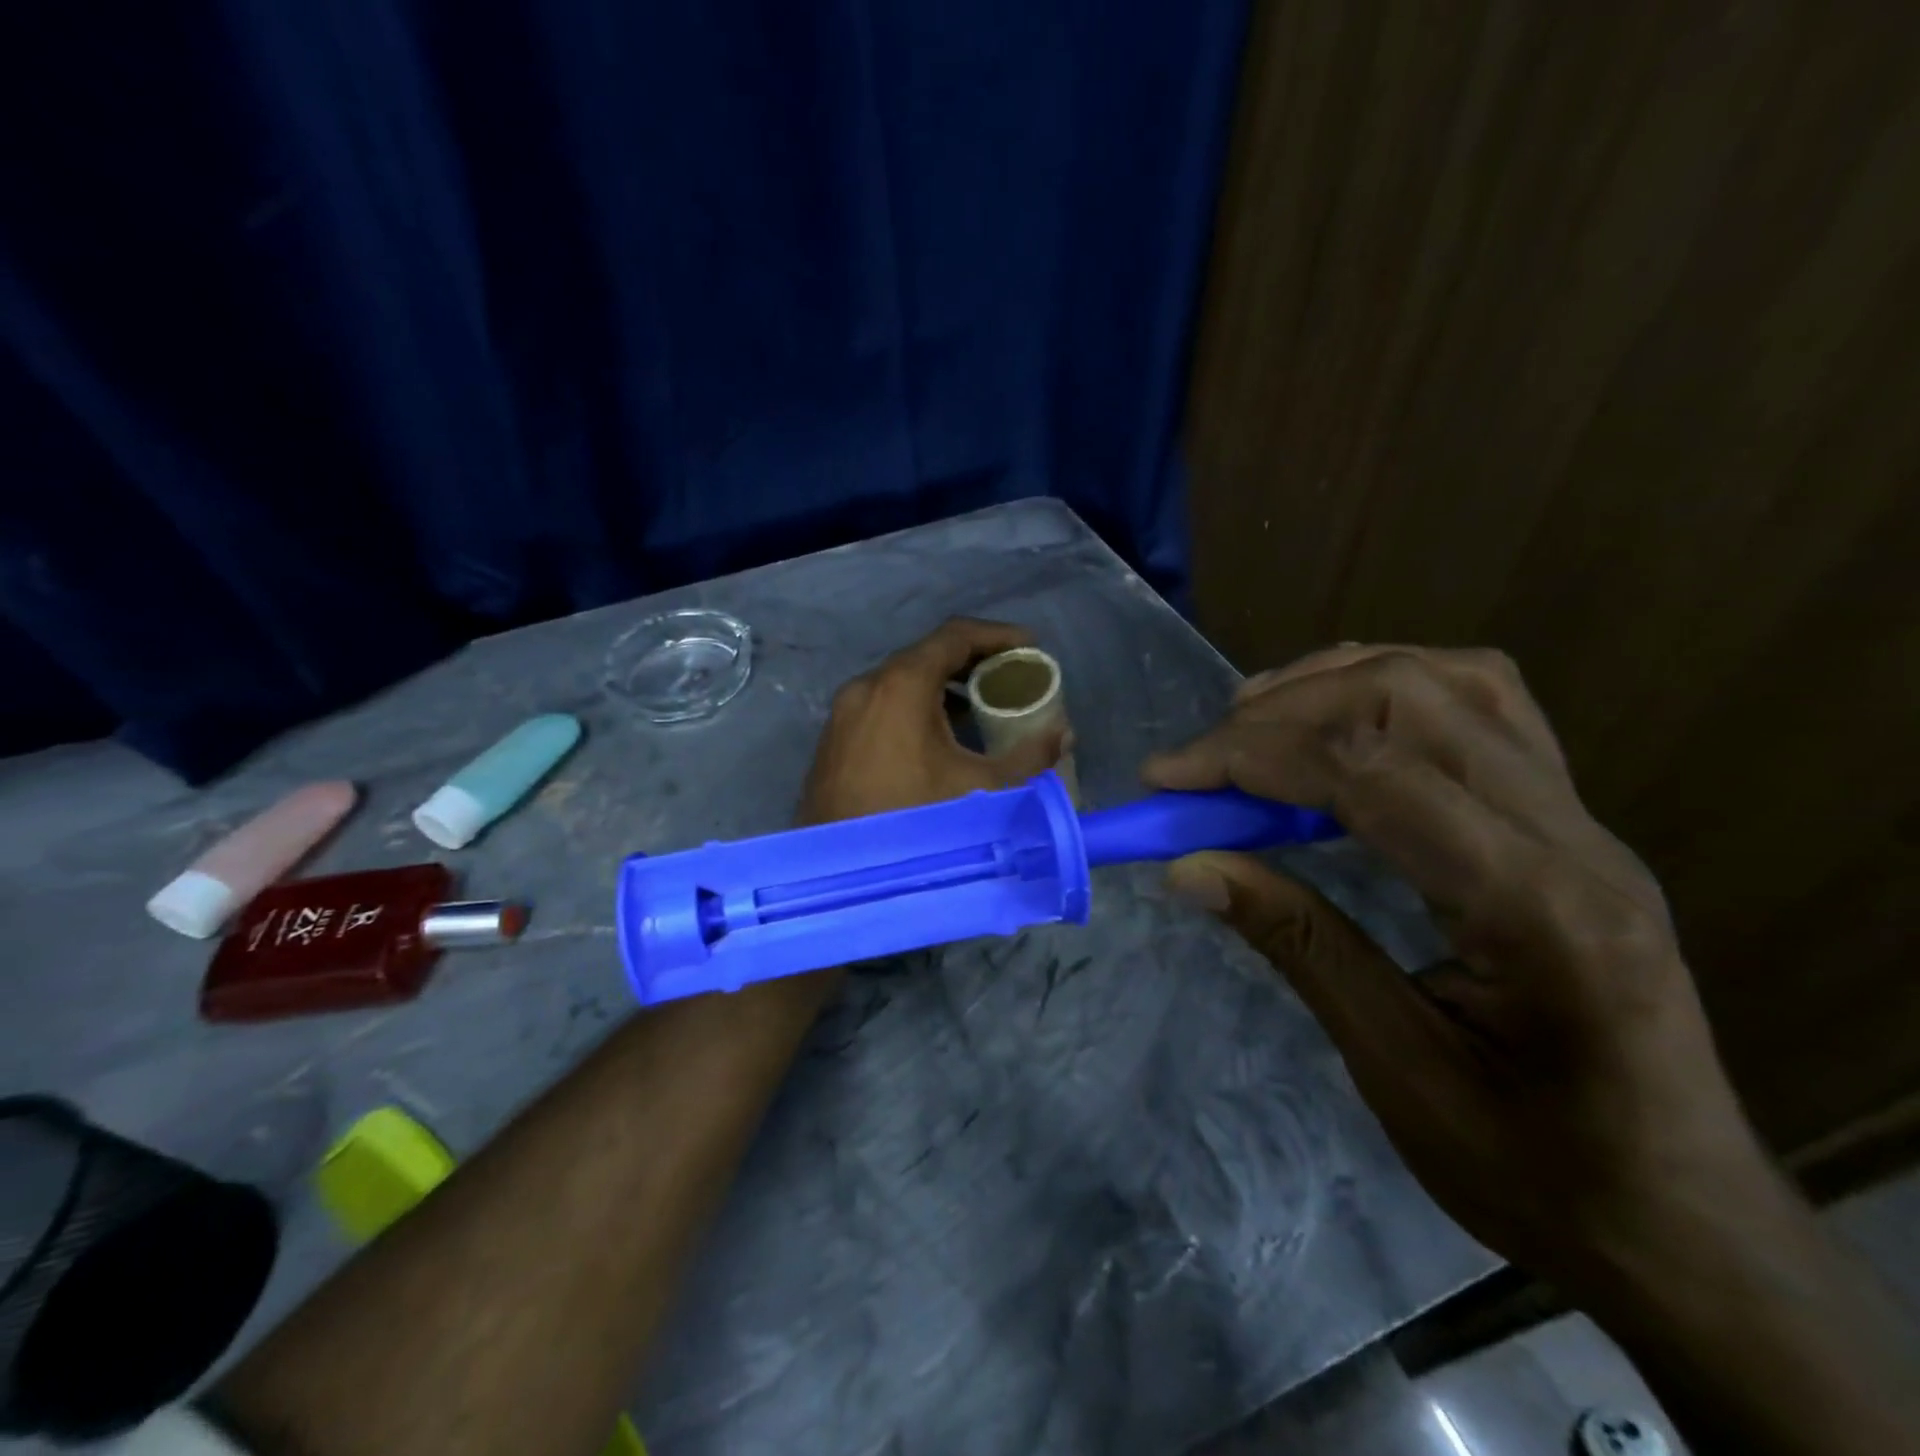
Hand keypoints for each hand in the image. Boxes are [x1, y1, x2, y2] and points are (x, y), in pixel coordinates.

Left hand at [799, 618, 1067, 825]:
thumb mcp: (982, 789)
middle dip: (973, 661)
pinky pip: (882, 705)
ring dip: (943, 687)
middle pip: (927, 655)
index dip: (998, 635)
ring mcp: (844, 713)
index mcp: (901, 685)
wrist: (840, 876)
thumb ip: (1028, 758)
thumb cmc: (915, 820)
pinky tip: (939, 738)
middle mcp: (866, 687)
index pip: (955, 636)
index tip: (1031, 648)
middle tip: (1010, 677)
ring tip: (980, 708)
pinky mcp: (834, 740)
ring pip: (901, 682)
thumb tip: (1063, 735)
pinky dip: (915, 707)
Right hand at [1144, 646, 1765, 1292]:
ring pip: (1453, 681)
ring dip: (1335, 683)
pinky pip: (1480, 706)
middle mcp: (1572, 836)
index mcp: (1537, 907)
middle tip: (1202, 761)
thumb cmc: (1535, 1168)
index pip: (1372, 770)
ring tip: (1255, 722)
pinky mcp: (1569, 820)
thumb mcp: (1396, 1068)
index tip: (1166, 777)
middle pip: (1411, 699)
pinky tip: (1338, 727)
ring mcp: (1582, 819)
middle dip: (1282, 712)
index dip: (1253, 756)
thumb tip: (1187, 866)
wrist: (1679, 1217)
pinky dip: (1389, 692)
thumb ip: (1296, 944)